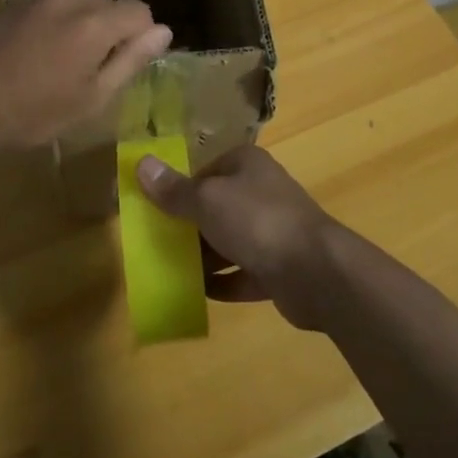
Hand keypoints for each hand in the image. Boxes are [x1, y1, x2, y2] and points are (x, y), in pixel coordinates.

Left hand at [0, 0, 172, 154]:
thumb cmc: (35, 113)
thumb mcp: (92, 98)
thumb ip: (131, 60)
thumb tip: (163, 31)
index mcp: (94, 22)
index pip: (139, 10)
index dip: (141, 36)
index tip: (123, 65)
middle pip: (108, 6)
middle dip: (109, 32)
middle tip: (88, 73)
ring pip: (78, 5)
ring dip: (80, 27)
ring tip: (57, 65)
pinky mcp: (12, 2)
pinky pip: (49, 7)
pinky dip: (52, 25)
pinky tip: (32, 55)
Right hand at [134, 145, 341, 329]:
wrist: (316, 272)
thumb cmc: (257, 221)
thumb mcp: (206, 200)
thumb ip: (173, 189)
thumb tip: (141, 162)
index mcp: (246, 164)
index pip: (204, 170)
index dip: (179, 188)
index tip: (153, 210)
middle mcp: (261, 191)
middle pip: (215, 206)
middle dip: (188, 226)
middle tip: (157, 244)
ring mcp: (273, 230)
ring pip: (229, 240)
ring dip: (204, 256)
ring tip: (171, 270)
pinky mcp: (279, 267)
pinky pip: (243, 272)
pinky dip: (223, 282)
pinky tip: (198, 294)